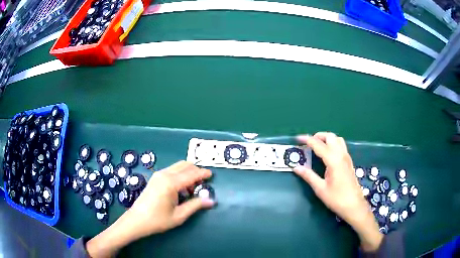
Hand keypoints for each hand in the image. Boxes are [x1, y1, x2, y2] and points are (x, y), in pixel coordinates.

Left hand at [86, 161, 214, 257]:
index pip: (191, 174)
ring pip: (178, 167)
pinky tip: (181, 189)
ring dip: (188, 173)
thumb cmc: (158, 220)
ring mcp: (158, 175)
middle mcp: (164, 174)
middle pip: (185, 165)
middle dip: (196, 171)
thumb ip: (195, 205)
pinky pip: (172, 171)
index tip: (211, 175)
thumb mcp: (179, 215)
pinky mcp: (155, 178)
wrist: (136, 220)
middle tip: (202, 184)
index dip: (203, 173)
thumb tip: (211, 200)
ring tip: (191, 190)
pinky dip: (180, 175)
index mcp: (171, 183)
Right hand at [293, 132, 382, 251]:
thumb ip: (308, 176)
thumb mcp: (320, 189)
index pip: (318, 145)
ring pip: (337, 139)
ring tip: (318, 147)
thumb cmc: (336, 198)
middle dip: (318, 136)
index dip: (307, 140)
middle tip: (308, 143)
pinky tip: (328, 155)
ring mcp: (347, 157)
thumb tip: (296, 167)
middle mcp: (341, 155)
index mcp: (333, 160)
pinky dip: (333, 144)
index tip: (297, 138)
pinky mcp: (349, 161)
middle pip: (330, 137)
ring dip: (327, 139)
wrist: (354, 205)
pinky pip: (341, 146)